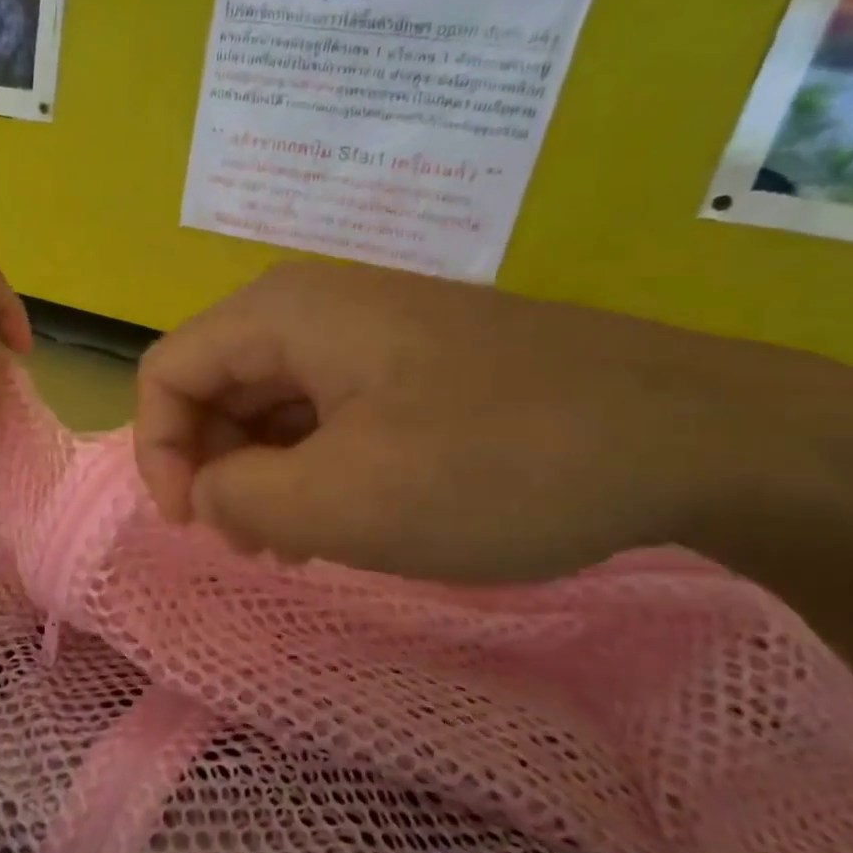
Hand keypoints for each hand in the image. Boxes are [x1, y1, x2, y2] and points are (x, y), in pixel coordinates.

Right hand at [135, 261, 818, 583]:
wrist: (694, 435)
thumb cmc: (495, 465)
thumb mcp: (342, 501)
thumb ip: (237, 499)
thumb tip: (206, 492)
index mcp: (281, 315)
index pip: (166, 372)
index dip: (158, 452)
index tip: (195, 526)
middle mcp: (313, 307)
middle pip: (215, 386)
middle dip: (216, 470)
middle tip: (255, 546)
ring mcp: (368, 331)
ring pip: (271, 404)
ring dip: (264, 476)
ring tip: (299, 544)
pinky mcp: (412, 362)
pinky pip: (326, 411)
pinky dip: (314, 466)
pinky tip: (348, 515)